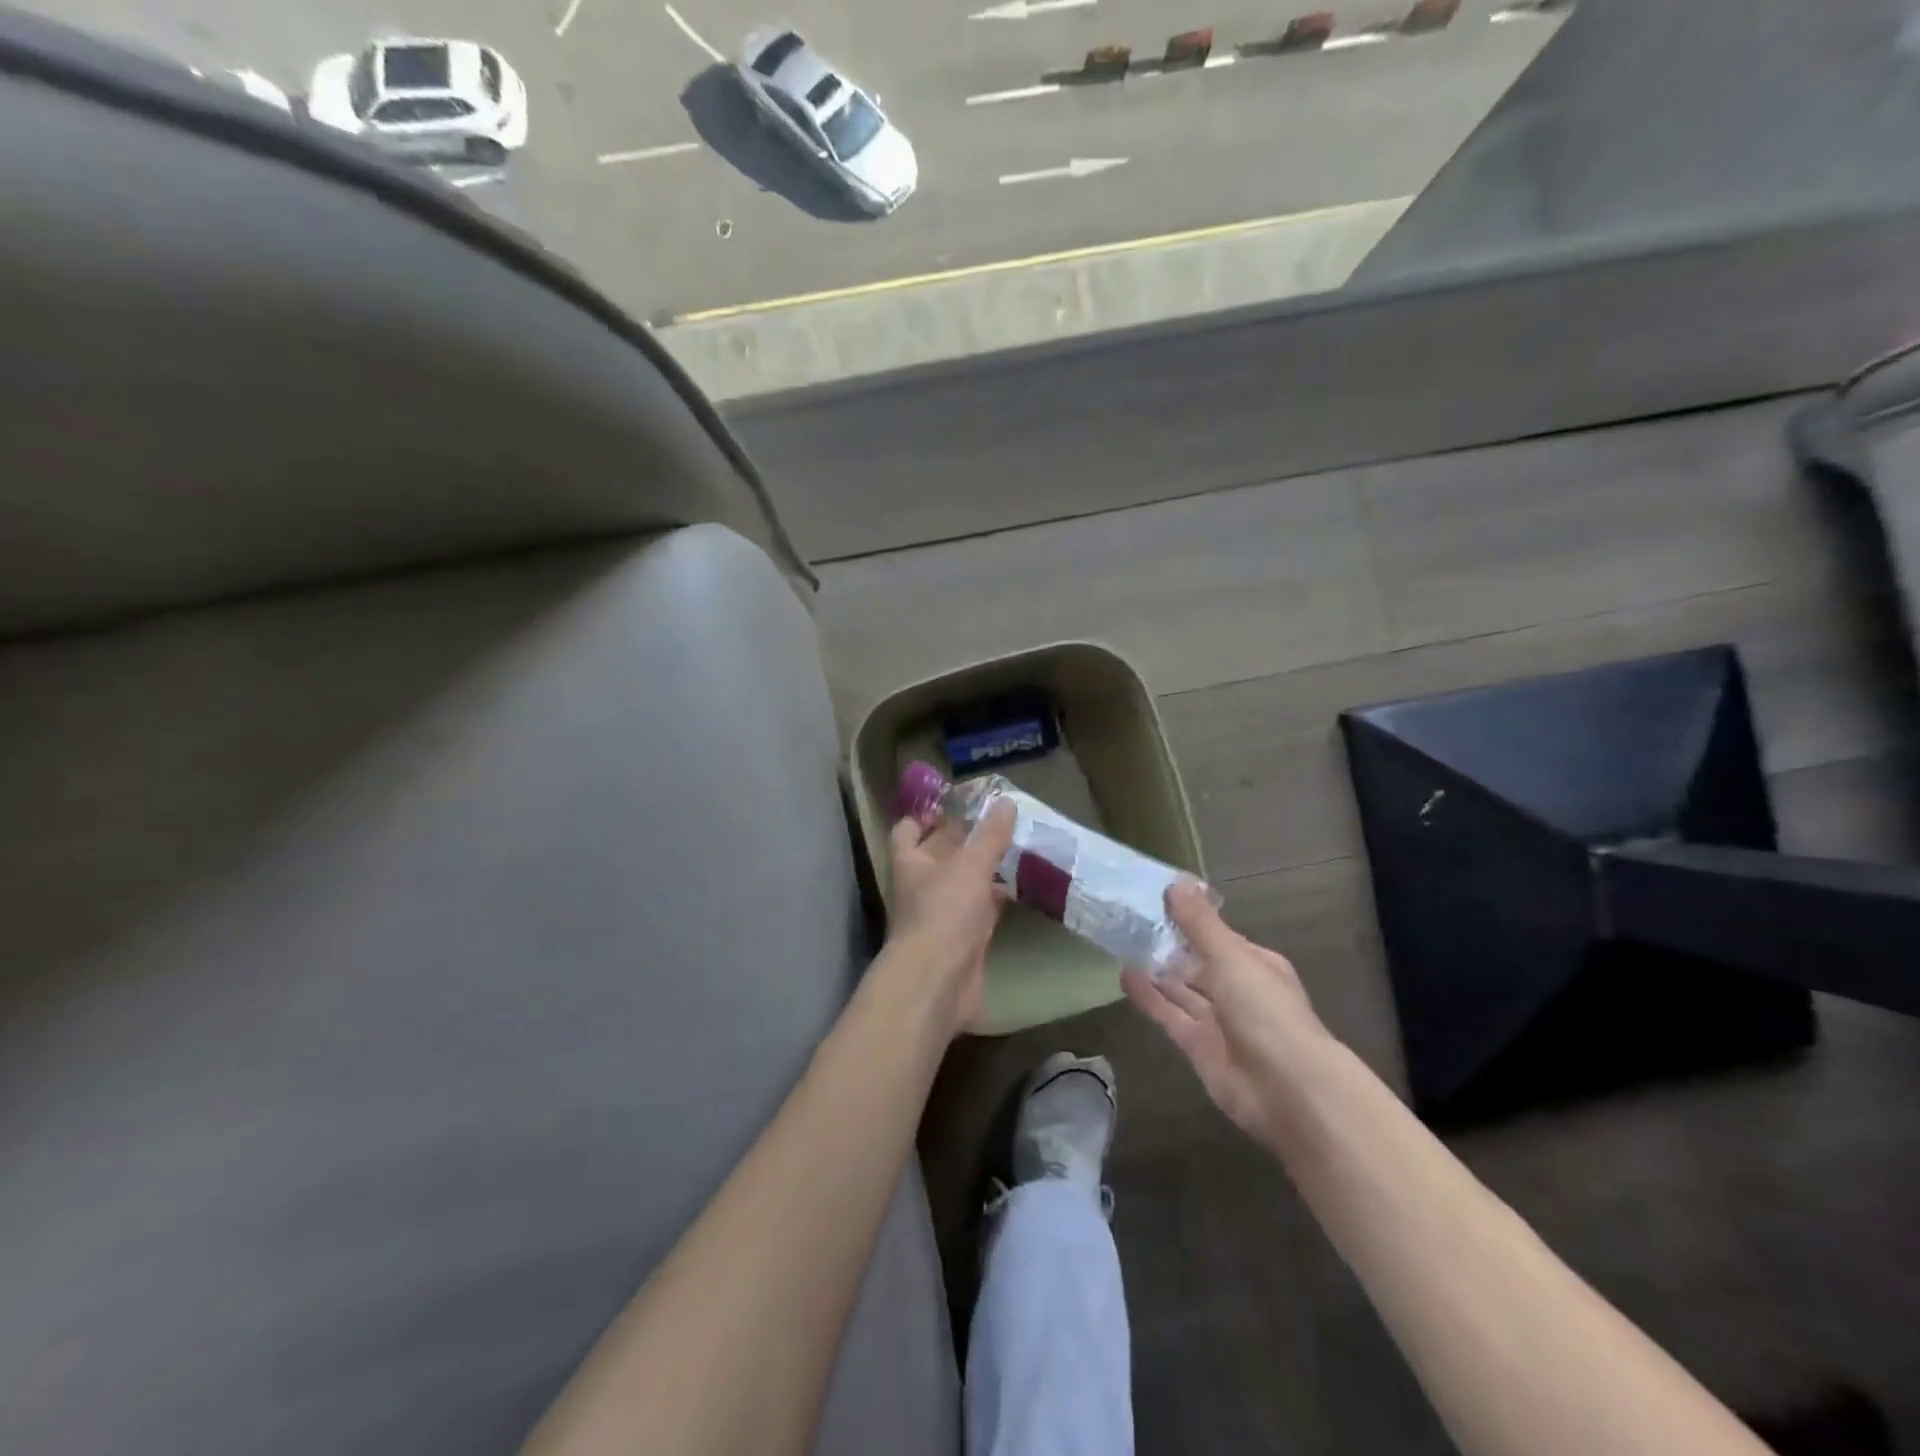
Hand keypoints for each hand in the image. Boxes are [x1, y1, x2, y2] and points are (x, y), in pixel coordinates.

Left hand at [884, 799, 1016, 1034]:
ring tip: (1016, 847)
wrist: (938, 981)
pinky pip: (980, 910)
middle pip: (940, 853)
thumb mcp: (970, 865)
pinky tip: (1019, 887)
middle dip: (965, 838)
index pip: (909, 829)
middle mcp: (922, 885)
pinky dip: (996, 899)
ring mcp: (942, 914)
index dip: (926, 815)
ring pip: (963, 882)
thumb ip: (989, 835)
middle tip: (999, 820)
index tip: (956, 803)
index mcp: (911, 862)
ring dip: (984, 868)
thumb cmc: (944, 912)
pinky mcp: (964, 939)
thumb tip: (1005, 802)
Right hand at [1123, 882, 1329, 1144]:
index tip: (1155, 899)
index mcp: (1255, 964)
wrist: (1287, 1090)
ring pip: (1181, 989)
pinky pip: (1169, 1015)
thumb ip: (1199, 923)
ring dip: (1155, 969)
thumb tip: (1177, 881)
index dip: (1189, 919)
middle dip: (1168, 944)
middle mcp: (1237, 990)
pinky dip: (1149, 997)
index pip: (1217, 936)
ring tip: (1121, 942)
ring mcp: (1218, 1021)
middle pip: (1197, 962)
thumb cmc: (1265, 1010)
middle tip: (1128, 919)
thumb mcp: (1231, 956)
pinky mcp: (1198, 1047)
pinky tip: (1124, 976)